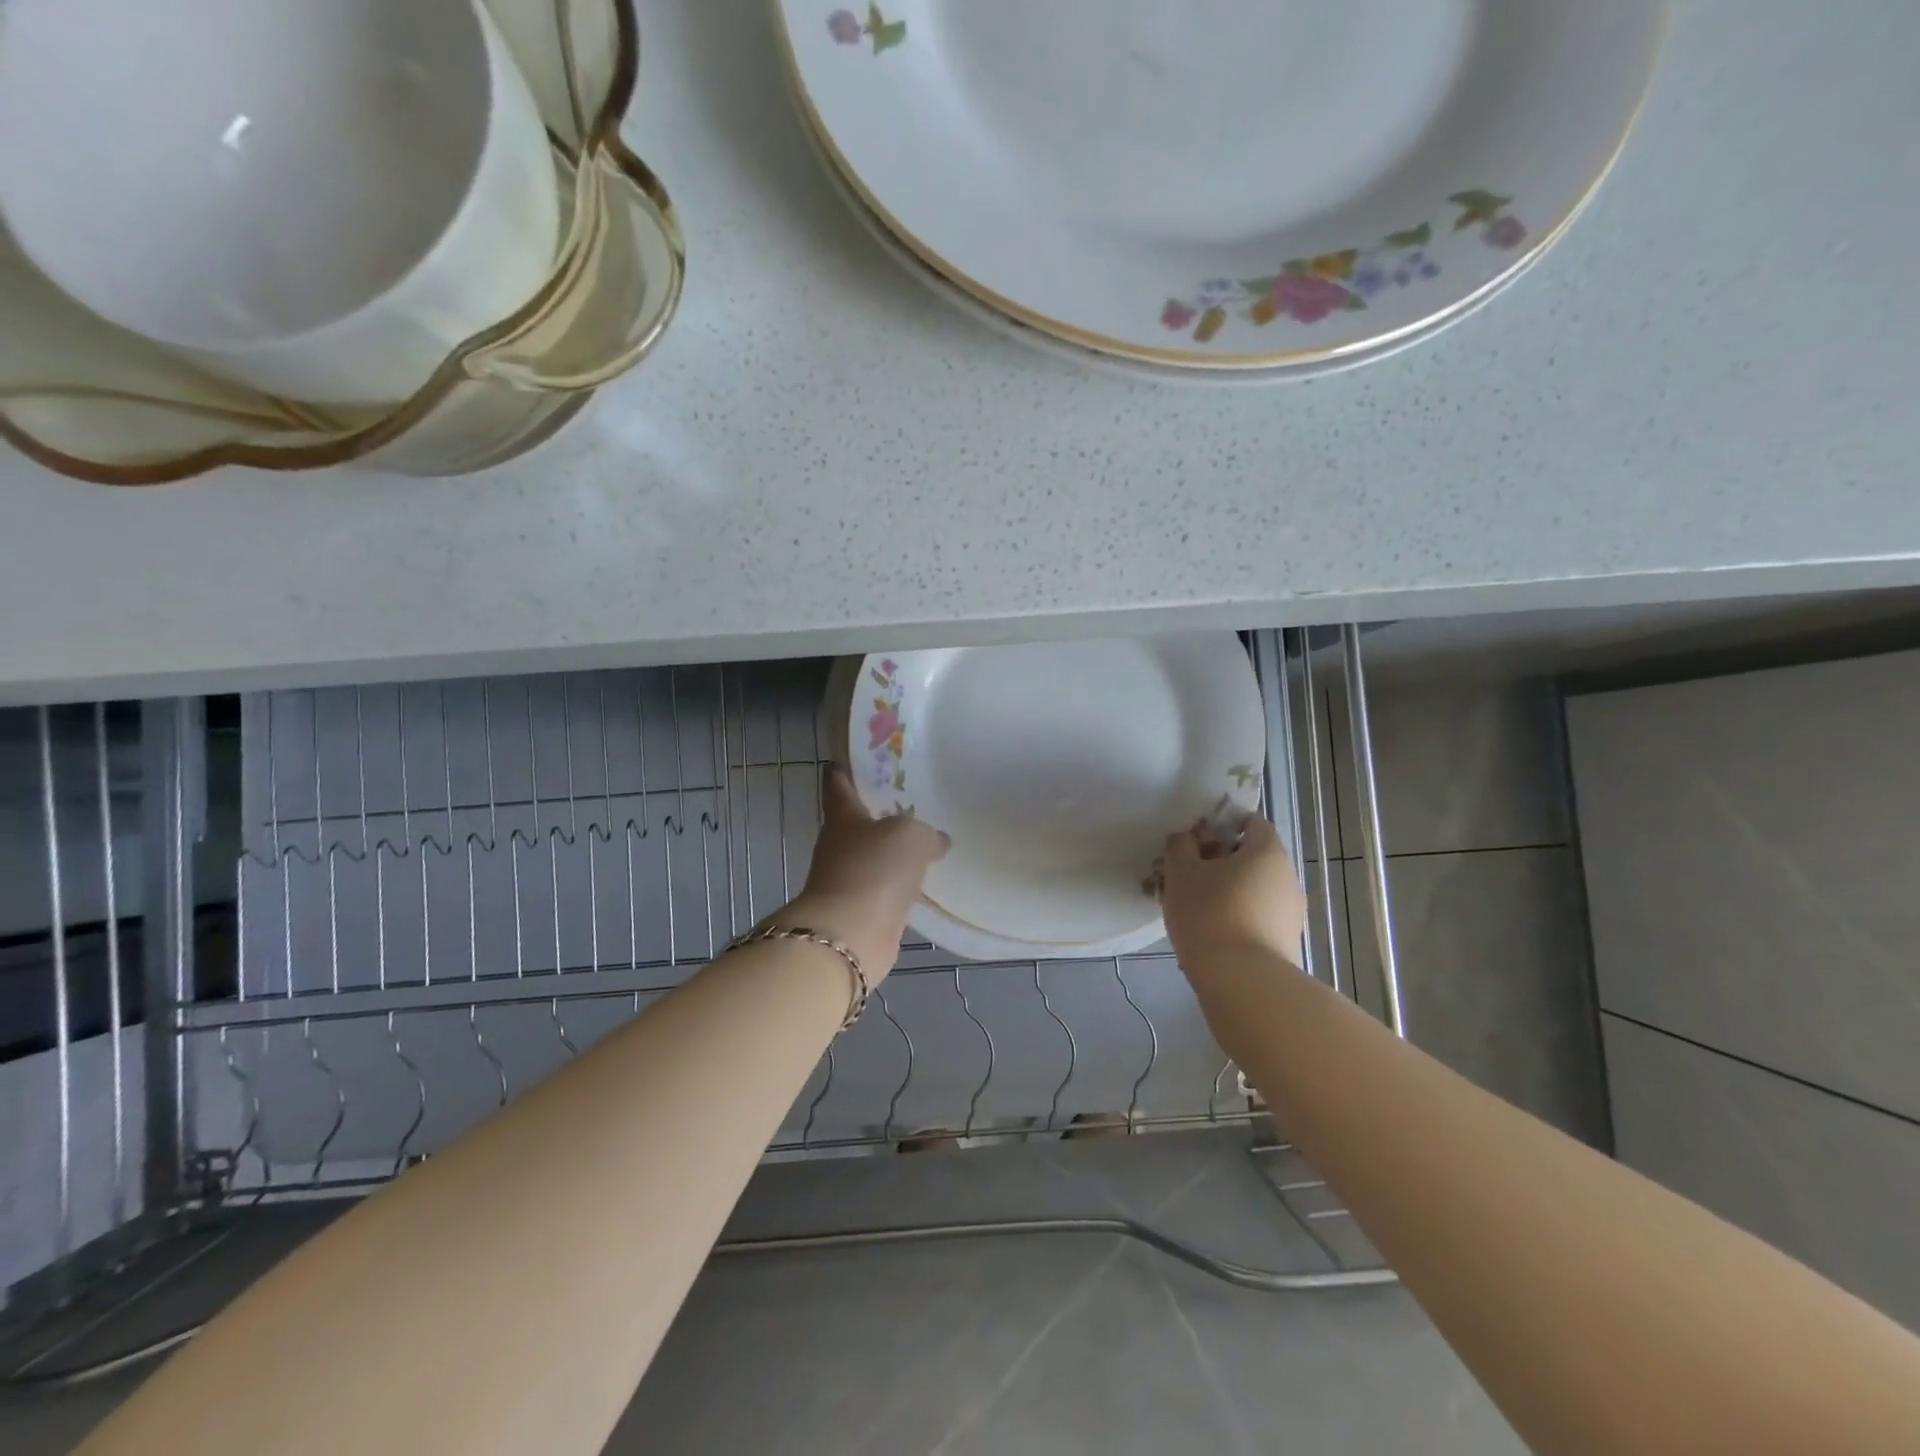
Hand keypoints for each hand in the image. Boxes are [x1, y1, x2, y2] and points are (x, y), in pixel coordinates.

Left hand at [777, 765, 948, 981]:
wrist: (851, 934)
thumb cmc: (874, 869)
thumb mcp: (910, 835)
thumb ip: (926, 833)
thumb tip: (937, 841)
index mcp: (843, 816)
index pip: (839, 783)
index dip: (847, 769)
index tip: (860, 758)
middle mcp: (839, 845)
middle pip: (858, 821)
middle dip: (880, 811)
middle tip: (913, 799)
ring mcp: (848, 879)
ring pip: (873, 856)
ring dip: (892, 851)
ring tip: (926, 840)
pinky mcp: (862, 910)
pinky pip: (885, 888)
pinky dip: (900, 884)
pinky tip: (923, 880)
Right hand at [1159, 815, 1306, 972]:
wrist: (1243, 983)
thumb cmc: (1210, 915)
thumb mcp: (1182, 872)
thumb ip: (1181, 846)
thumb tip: (1187, 838)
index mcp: (1267, 852)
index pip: (1251, 822)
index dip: (1221, 825)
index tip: (1193, 842)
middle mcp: (1286, 878)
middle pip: (1248, 858)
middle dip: (1214, 863)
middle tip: (1180, 876)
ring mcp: (1289, 913)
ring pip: (1248, 890)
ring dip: (1219, 892)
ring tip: (1185, 909)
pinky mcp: (1284, 943)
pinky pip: (1253, 918)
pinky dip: (1229, 918)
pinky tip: (1202, 934)